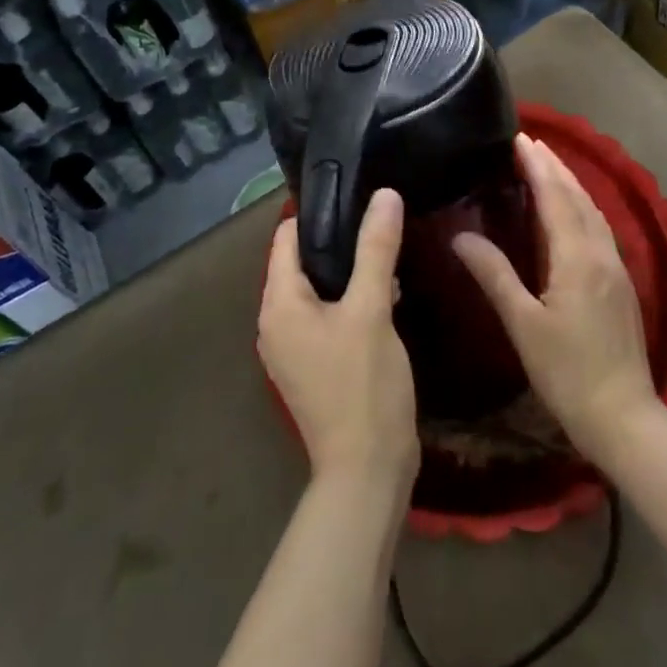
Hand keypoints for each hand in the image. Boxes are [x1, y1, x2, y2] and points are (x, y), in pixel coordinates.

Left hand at [259, 189, 418, 505]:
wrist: (367, 472)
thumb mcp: (371, 309)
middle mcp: (276, 324)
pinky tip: (388, 295)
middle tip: (381, 222)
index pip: (286, 238)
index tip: (357, 195)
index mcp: (278, 305)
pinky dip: (351, 301)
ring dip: (350, 273)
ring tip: (389, 252)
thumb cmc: (363, 385)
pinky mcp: (315, 367)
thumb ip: (376, 249)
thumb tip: (384, 194)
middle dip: (340, 242)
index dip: (319, 213)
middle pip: (303, 263)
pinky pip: (328, 317)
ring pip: (319, 291)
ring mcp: (294, 349)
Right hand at [454, 134, 657, 465]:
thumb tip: (461, 237)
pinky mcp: (621, 284)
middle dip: (554, 166)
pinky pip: (599, 228)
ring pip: (592, 211)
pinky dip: (581, 206)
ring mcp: (616, 268)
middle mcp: (601, 253)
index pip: (555, 197)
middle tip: (530, 143)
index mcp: (577, 257)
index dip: (537, 166)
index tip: (519, 139)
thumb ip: (495, 276)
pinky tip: (572, 212)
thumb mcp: (523, 325)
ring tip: (548, 166)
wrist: (624, 415)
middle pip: (578, 197)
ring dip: (570, 183)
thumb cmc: (567, 372)